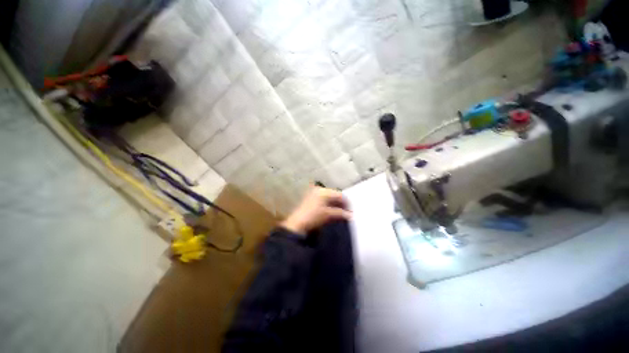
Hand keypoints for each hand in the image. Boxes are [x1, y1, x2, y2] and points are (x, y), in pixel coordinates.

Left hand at [280, 186, 351, 235]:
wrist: (297, 224)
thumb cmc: (313, 217)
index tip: (351, 210)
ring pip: (329, 198)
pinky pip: (324, 200)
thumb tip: (350, 215)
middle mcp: (319, 190)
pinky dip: (329, 205)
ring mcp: (314, 194)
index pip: (339, 194)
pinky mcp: (311, 199)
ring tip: (341, 213)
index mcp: (323, 191)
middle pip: (334, 195)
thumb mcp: (328, 214)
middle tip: (347, 211)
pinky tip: (332, 211)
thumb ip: (340, 213)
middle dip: (341, 203)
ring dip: (335, 204)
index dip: (346, 202)